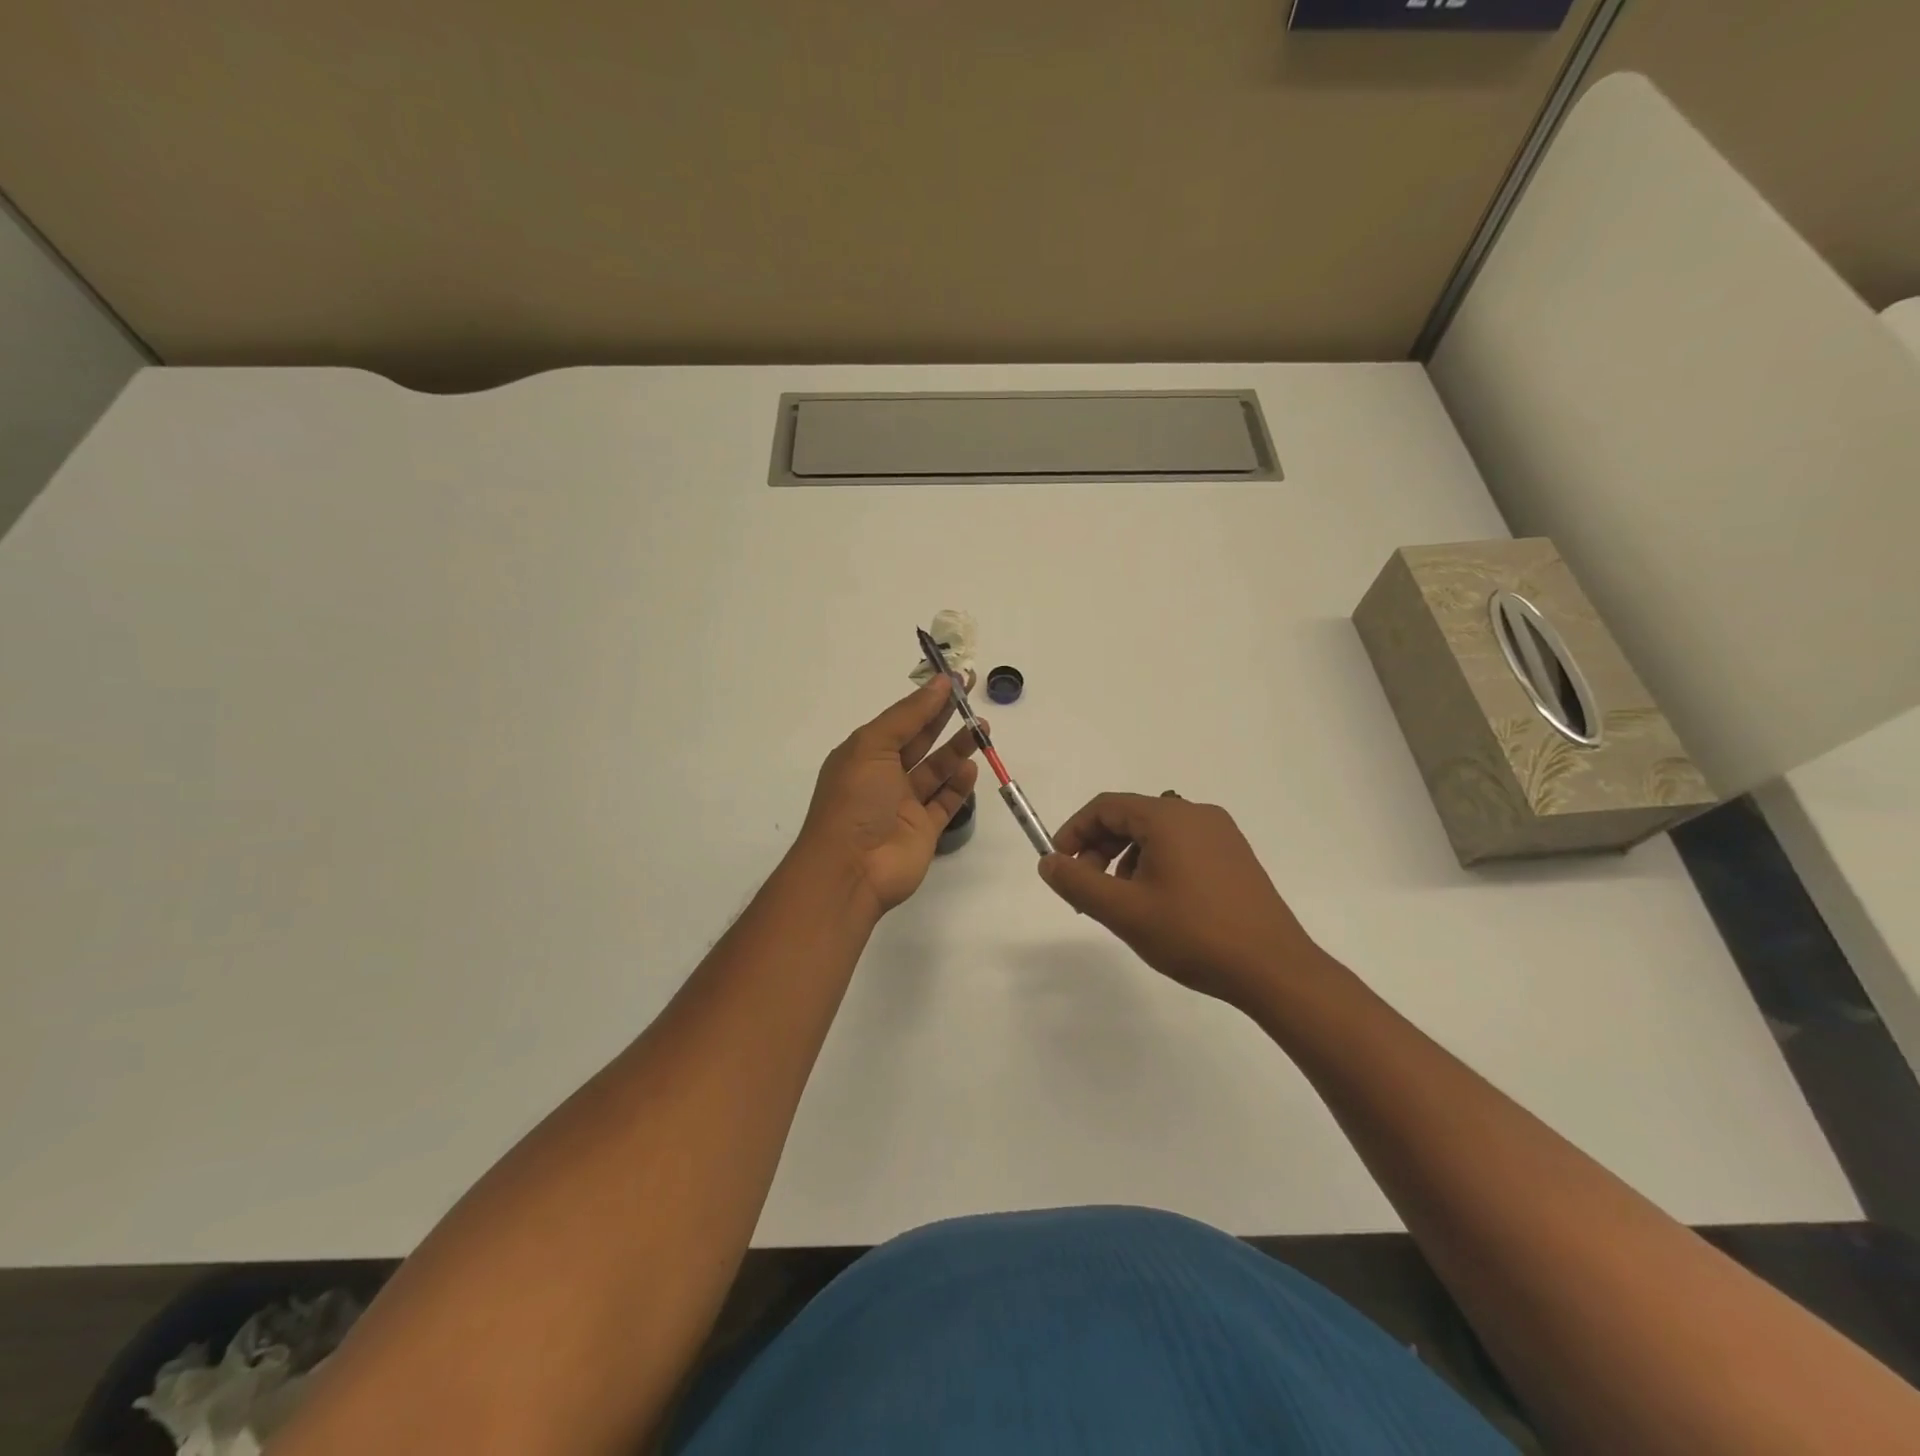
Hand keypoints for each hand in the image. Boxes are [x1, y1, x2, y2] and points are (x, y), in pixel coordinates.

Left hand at [796, 677, 981, 918]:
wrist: (852, 868)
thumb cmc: (856, 799)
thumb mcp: (873, 745)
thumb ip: (909, 715)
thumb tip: (939, 683)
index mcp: (865, 753)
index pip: (902, 719)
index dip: (928, 698)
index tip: (957, 679)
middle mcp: (884, 776)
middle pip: (921, 740)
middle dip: (946, 718)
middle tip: (974, 697)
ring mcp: (904, 804)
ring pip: (936, 770)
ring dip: (958, 749)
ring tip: (981, 729)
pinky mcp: (924, 829)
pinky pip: (946, 801)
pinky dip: (959, 785)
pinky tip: (972, 767)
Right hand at [1038, 793, 1327, 1014]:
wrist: (1274, 969)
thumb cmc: (1193, 935)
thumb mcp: (1124, 911)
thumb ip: (1078, 883)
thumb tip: (1049, 862)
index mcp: (1169, 817)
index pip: (1105, 806)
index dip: (1074, 831)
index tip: (1060, 865)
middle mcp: (1196, 814)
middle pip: (1131, 817)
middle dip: (1099, 849)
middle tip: (1087, 889)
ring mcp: (1221, 834)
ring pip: (1156, 834)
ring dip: (1126, 859)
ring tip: (1122, 902)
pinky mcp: (1235, 856)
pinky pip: (1182, 847)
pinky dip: (1156, 864)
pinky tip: (1157, 904)